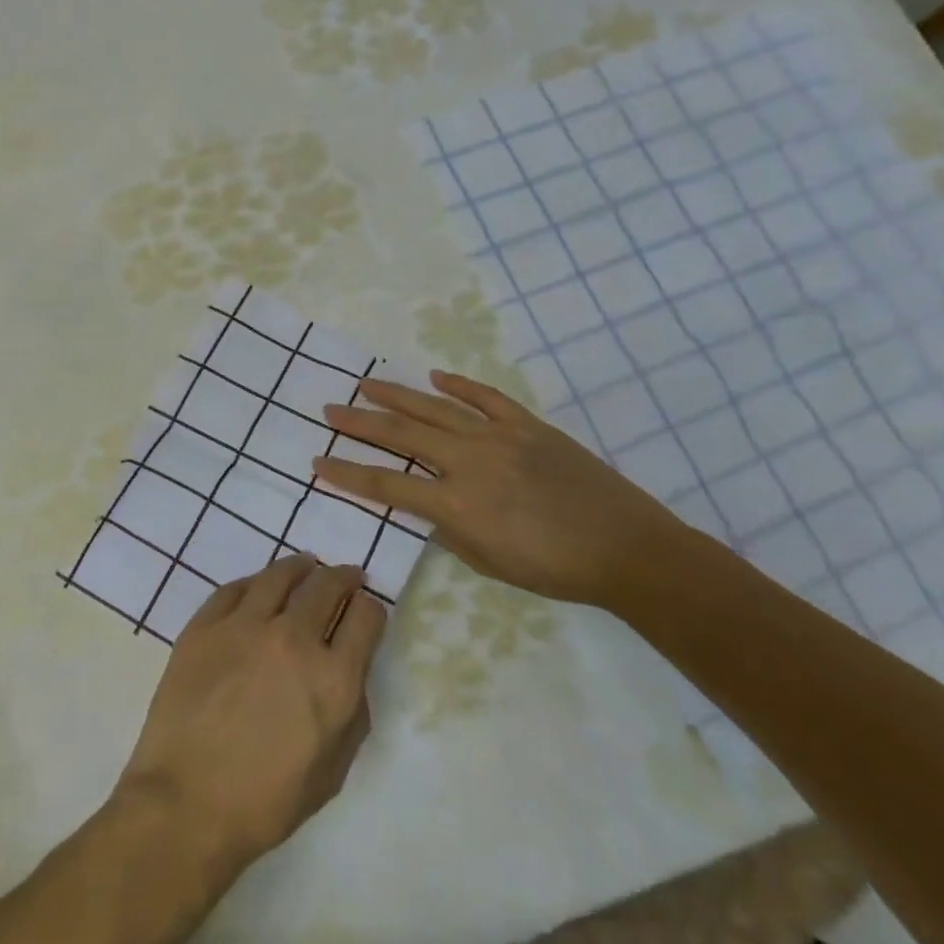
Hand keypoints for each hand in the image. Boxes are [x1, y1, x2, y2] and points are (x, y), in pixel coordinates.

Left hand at [115, 555, 385, 878]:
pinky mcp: (205, 625)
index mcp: (333, 679)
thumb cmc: (266, 802)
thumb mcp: (332, 772)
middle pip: (326, 586)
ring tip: (306, 565)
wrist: (186, 803)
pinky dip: (254, 583)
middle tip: (346, 576)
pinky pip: (234, 589)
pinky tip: (258, 585)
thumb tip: (349, 672)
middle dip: (343, 577)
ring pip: (280, 575)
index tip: (366, 609)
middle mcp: (294, 639)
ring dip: (300, 567)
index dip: (371, 609)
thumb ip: (352, 715)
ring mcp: (245, 626)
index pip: (365, 618)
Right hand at [313, 370, 700, 606]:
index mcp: (454, 502)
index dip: (347, 473)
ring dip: (395, 394)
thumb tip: (428, 506)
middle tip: (330, 410)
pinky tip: (434, 375)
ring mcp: (498, 436)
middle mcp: (467, 461)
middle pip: (401, 433)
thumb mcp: (488, 562)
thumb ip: (449, 530)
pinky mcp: (527, 425)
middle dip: (359, 422)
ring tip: (365, 383)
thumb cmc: (553, 568)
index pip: (385, 483)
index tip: (318, 462)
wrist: (625, 548)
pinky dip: (458, 385)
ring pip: (435, 408)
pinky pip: (486, 398)